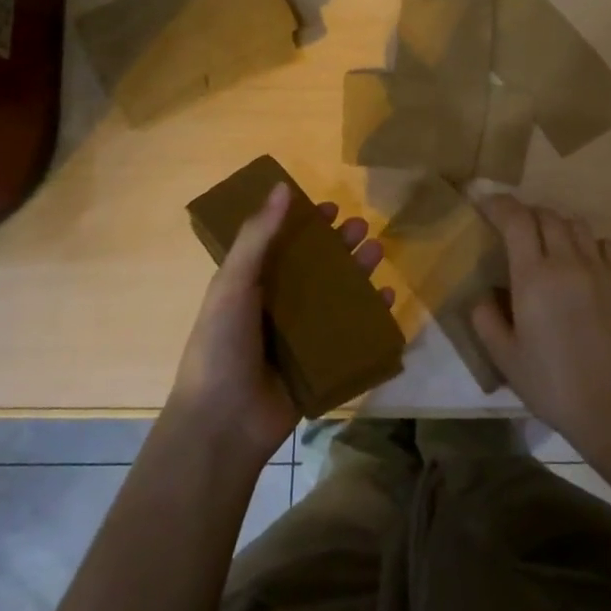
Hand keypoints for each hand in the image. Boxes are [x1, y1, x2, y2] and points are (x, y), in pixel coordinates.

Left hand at [167, 182, 391, 464]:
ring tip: (378, 252)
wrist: (223, 424)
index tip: (330, 208)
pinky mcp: (320, 363)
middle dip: (340, 245)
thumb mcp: (233, 283)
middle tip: (363, 227)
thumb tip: (282, 186)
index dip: (304, 224)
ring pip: (336, 296)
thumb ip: (257, 236)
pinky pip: (350, 333)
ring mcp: (300, 337)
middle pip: (315, 267)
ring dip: (358, 272)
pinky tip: (388, 298)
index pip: (282, 244)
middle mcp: (276, 306)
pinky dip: (370, 315)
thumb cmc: (221, 345)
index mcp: (251, 285)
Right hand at [471, 195, 610, 450]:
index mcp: (533, 277)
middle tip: (515, 231)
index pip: (515, 219)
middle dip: (526, 215)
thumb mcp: (504, 356)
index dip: (499, 204)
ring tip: (549, 246)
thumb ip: (486, 317)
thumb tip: (485, 293)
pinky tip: (584, 263)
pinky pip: (606, 244)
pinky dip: (590, 244)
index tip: (485, 203)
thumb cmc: (552, 384)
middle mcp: (567, 262)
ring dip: (557, 227)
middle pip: (546, 215)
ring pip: (576, 224)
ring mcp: (601, 268)